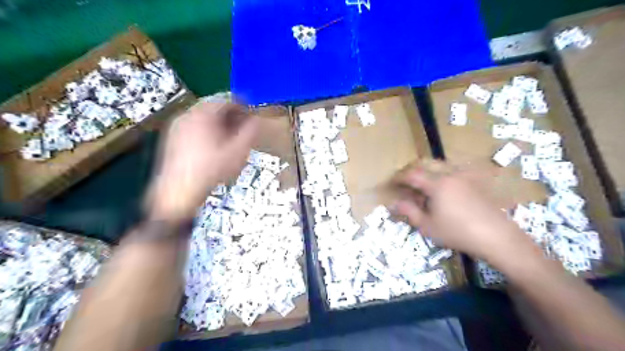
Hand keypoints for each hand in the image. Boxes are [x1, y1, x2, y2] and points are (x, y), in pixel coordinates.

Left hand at [146, 102, 258, 221]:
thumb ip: (250, 131)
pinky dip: (206, 129)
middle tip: (243, 127)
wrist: (178, 191)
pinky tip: (213, 145)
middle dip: (231, 115)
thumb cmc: (212, 169)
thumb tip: (256, 119)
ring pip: (203, 116)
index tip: (252, 115)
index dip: (243, 105)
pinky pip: (193, 126)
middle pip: (213, 106)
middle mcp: (187, 114)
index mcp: (203, 114)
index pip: (226, 99)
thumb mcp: (238, 151)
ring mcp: (177, 125)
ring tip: (230, 137)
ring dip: (219, 122)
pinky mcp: (172, 137)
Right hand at [392, 159, 534, 260]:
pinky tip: (444, 186)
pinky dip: (443, 173)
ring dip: (428, 170)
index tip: (391, 183)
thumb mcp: (428, 226)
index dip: (399, 177)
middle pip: (426, 164)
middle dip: (412, 170)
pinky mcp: (475, 181)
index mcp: (437, 184)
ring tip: (423, 183)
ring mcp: (465, 176)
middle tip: (405, 181)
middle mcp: (450, 174)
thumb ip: (409, 212)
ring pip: (441, 164)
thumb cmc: (458, 232)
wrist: (496, 236)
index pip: (412, 175)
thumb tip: (393, 203)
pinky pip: (455, 169)